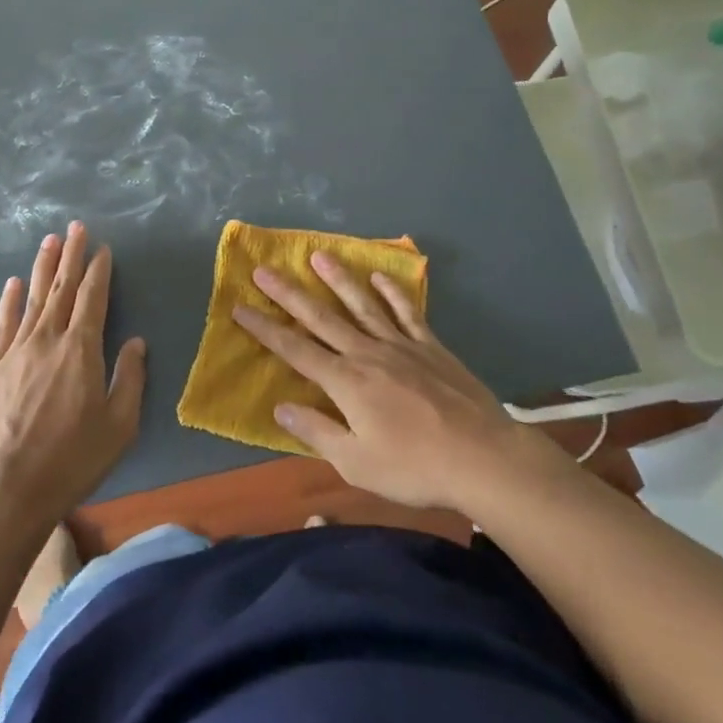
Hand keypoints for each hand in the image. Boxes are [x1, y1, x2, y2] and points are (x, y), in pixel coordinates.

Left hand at [0, 222, 145, 530]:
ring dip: (42, 268)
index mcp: (81, 349)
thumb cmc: (71, 460)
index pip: (92, 298)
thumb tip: (135, 342)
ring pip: (32, 299)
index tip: (102, 249)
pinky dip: (8, 301)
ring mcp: (17, 351)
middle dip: (70, 256)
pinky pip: (3, 324)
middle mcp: (48, 339)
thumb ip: (129, 378)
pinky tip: (12, 283)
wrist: (6, 490)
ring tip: (49, 241)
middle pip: (61, 288)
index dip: (98, 271)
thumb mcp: (118, 426)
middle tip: (75, 227)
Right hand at [232, 253, 566, 514]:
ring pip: (361, 304)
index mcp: (345, 382)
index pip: (294, 350)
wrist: (482, 456)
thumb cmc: (414, 467)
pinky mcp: (430, 346)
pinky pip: (406, 312)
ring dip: (338, 279)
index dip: (265, 329)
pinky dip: (392, 293)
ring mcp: (400, 345)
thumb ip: (317, 433)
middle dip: (288, 294)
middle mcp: (366, 353)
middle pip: (320, 318)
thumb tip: (280, 407)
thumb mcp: (357, 464)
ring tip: (318, 255)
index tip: (240, 308)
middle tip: (264, 269)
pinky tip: (379, 277)